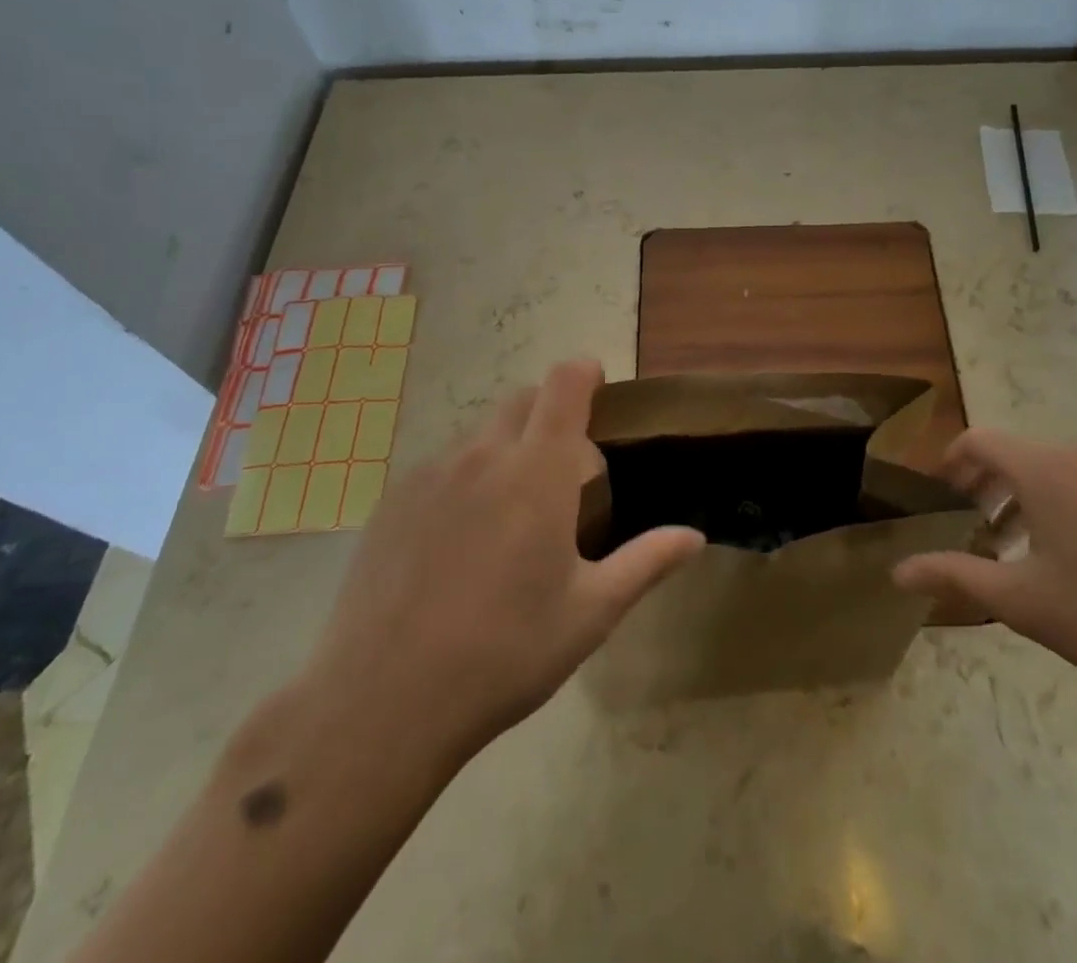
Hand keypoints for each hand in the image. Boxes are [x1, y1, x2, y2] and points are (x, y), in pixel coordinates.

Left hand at [305, 358, 703, 758]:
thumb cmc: (505, 653)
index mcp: (538, 471)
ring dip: (508, 448)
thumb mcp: (591, 612)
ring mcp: (431, 475)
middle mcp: (484, 455)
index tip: (599, 391)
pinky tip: (461, 541)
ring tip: (513, 512)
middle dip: (551, 412)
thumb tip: (695, 537)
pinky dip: (466, 477)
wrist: (381, 702)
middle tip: (564, 470)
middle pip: (523, 400)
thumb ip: (646, 563)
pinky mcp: (392, 501)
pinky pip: (442, 466)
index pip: (565, 383)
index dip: (586, 373)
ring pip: (481, 433)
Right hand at [893, 433, 1076, 713]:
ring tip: (1020, 547)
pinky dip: (1063, 503)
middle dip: (985, 484)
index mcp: (1043, 469)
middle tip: (974, 526)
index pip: (979, 440)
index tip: (938, 494)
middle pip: (1016, 453)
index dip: (950, 460)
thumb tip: (898, 570)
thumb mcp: (1025, 602)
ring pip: (1053, 469)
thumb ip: (956, 576)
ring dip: (1024, 496)